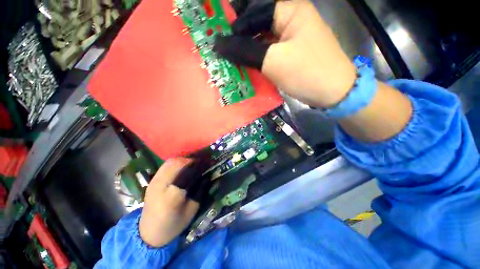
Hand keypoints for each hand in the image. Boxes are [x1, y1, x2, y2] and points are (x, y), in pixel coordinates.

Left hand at [139, 158, 199, 246]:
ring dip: (184, 160)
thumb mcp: (192, 210)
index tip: (207, 164)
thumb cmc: (173, 224)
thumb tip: (206, 176)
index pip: (187, 173)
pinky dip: (176, 162)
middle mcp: (161, 186)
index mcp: (172, 196)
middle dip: (191, 160)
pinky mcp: (152, 181)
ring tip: (192, 164)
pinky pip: (165, 165)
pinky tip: (182, 167)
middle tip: (200, 163)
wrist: (148, 232)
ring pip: (171, 162)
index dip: (198, 166)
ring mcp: (154, 182)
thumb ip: (200, 191)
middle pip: (177, 163)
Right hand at [214, 0, 355, 107]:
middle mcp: (289, 18)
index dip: (234, 28)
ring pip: (261, 40)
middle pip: (256, 25)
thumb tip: (219, 45)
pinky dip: (257, 60)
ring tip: (233, 63)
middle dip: (239, 40)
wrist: (333, 92)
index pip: (252, 12)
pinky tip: (248, 68)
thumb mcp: (273, 61)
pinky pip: (268, 52)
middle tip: (224, 54)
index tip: (219, 44)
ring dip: (247, 51)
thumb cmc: (307, 72)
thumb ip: (245, 51)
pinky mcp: (290, 53)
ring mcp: (291, 37)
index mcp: (289, 10)